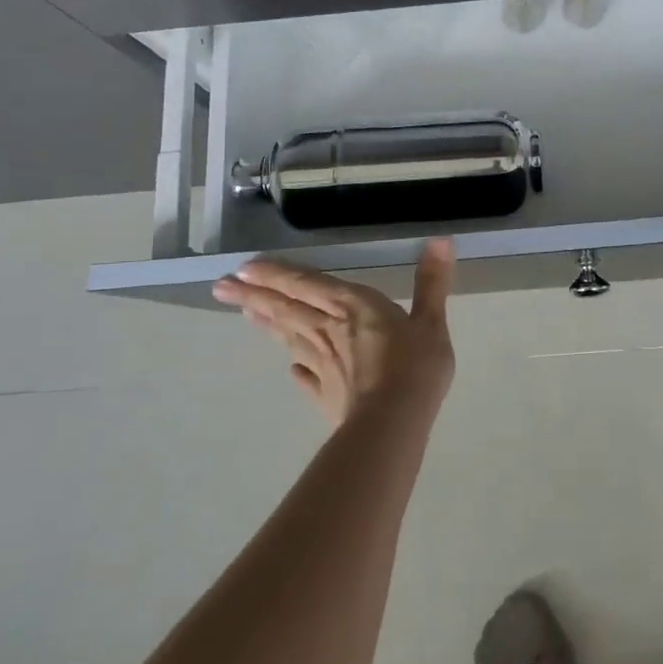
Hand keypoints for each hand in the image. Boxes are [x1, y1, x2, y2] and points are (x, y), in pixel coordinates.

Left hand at [213, 239, 456, 426]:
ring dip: (266, 323)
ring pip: (289, 337)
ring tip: (243, 312)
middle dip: (253, 295)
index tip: (244, 268)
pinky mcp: (325, 394)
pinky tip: (290, 369)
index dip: (276, 274)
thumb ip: (432, 282)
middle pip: (286, 308)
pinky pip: (305, 376)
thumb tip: (441, 240)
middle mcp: (329, 330)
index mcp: (352, 307)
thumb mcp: (431, 321)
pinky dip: (296, 367)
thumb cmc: (414, 367)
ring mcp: (323, 365)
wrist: (393, 423)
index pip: (307, 284)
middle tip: (221, 287)